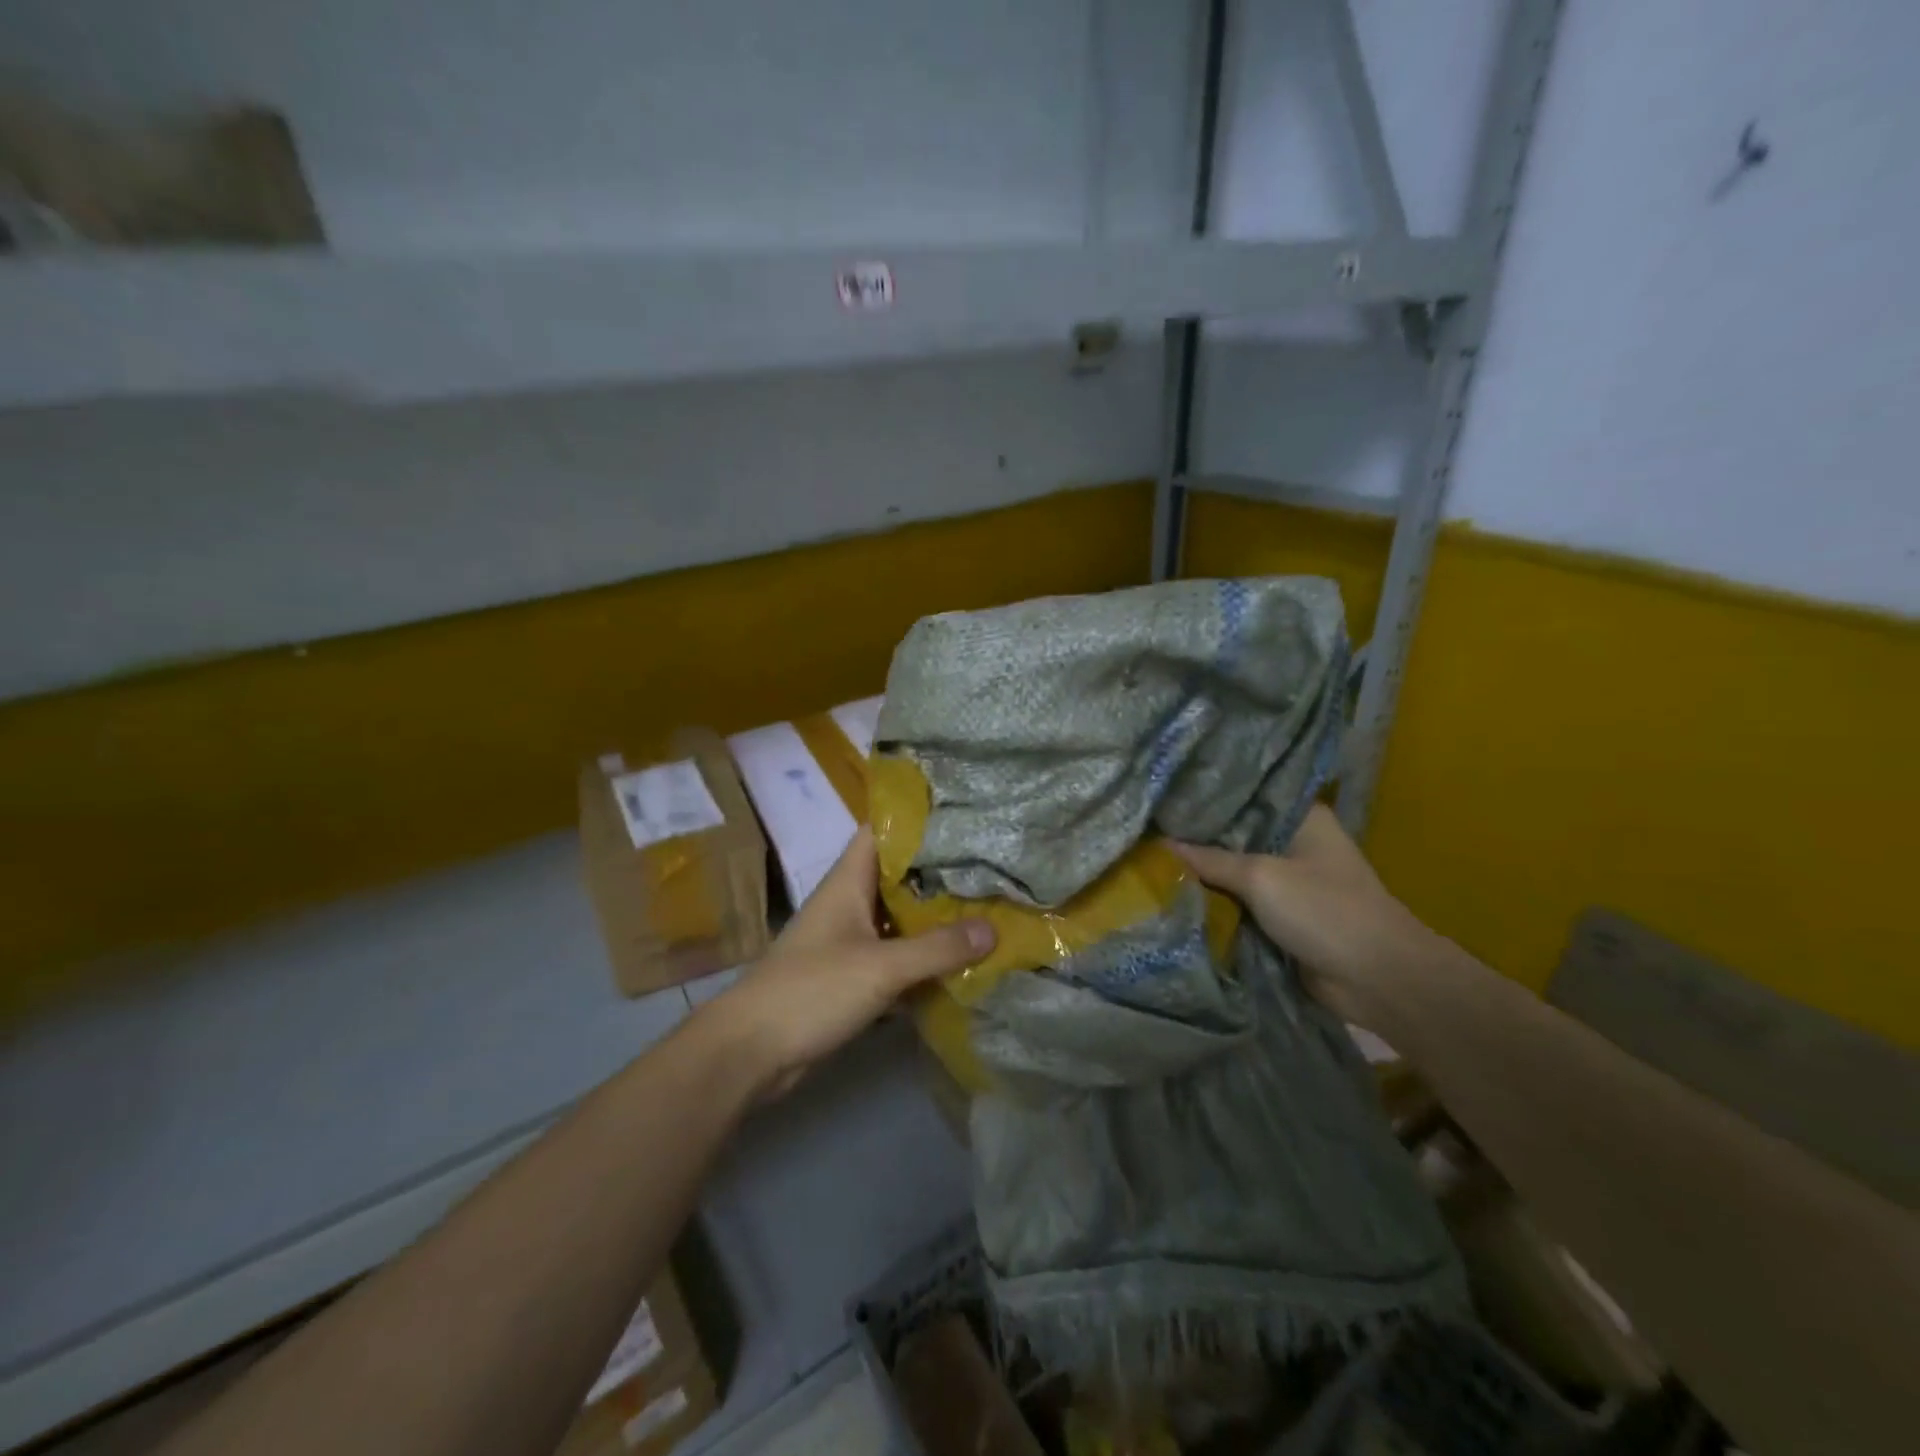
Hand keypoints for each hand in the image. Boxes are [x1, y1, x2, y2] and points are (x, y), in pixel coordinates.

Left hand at [702, 827, 993, 1098]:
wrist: (751, 1052)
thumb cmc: (812, 990)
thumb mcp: (881, 966)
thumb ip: (937, 948)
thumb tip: (994, 929)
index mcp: (848, 882)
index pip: (881, 833)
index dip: (916, 820)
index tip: (962, 817)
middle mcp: (848, 904)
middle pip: (898, 877)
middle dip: (939, 872)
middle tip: (990, 866)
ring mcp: (848, 942)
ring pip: (899, 919)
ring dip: (934, 918)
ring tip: (986, 908)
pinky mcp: (850, 978)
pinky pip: (894, 957)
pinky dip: (922, 958)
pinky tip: (958, 962)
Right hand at [1170, 805, 1434, 1028]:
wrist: (1378, 980)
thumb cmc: (1325, 911)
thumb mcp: (1261, 877)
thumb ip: (1210, 860)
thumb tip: (1161, 846)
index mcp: (1300, 817)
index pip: (1244, 795)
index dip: (1204, 797)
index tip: (1162, 795)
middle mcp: (1294, 842)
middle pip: (1234, 834)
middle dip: (1196, 838)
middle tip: (1146, 828)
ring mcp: (1289, 880)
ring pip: (1234, 871)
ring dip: (1202, 873)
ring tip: (1149, 858)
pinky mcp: (1282, 915)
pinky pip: (1239, 902)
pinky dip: (1215, 902)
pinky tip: (1173, 893)